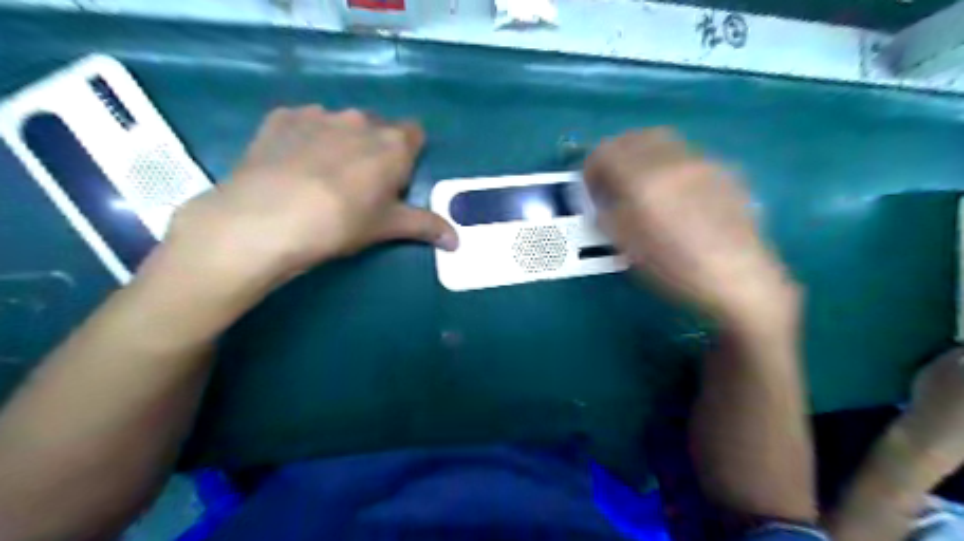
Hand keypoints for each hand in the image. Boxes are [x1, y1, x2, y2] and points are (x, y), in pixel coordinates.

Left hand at [157, 105, 457, 290]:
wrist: (268, 219)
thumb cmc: (342, 223)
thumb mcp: (388, 227)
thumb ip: (426, 226)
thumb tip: (457, 242)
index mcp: (393, 144)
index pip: (415, 135)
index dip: (408, 155)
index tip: (396, 180)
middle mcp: (360, 120)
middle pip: (377, 128)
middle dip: (374, 149)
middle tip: (359, 184)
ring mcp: (318, 114)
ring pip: (340, 124)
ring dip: (340, 142)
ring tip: (320, 176)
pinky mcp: (282, 116)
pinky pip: (304, 122)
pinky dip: (305, 137)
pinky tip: (291, 165)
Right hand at [587, 128, 797, 329]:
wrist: (737, 278)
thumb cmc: (674, 268)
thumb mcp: (626, 246)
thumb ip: (606, 214)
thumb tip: (601, 199)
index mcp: (643, 181)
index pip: (605, 152)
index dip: (591, 169)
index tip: (592, 189)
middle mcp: (672, 161)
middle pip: (634, 137)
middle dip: (617, 154)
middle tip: (613, 180)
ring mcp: (702, 162)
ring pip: (663, 141)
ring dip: (644, 155)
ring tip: (644, 183)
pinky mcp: (724, 169)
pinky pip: (687, 155)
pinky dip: (670, 164)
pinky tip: (678, 193)